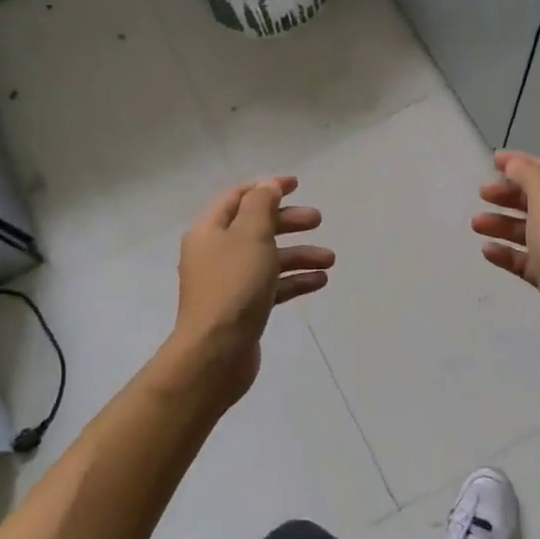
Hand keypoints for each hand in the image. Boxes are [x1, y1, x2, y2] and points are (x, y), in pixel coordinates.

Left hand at [170, 176, 333, 404]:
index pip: (238, 197)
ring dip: (298, 254)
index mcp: (210, 230)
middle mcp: (215, 253)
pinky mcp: (242, 308)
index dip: (267, 187)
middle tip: (318, 220)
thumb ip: (261, 205)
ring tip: (329, 259)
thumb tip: (268, 186)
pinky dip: (294, 281)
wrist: (216, 353)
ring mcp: (228, 283)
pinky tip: (320, 281)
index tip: (297, 184)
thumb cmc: (233, 286)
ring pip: (267, 258)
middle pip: (255, 227)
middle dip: (288, 221)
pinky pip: (271, 286)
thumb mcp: (251, 235)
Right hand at [473, 150, 539, 373]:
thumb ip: (531, 178)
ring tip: (477, 224)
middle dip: (511, 196)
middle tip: (482, 194)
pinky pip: (528, 261)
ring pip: (532, 232)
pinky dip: (509, 253)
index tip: (493, 162)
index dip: (524, 164)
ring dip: (504, 225)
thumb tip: (515, 163)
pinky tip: (488, 251)